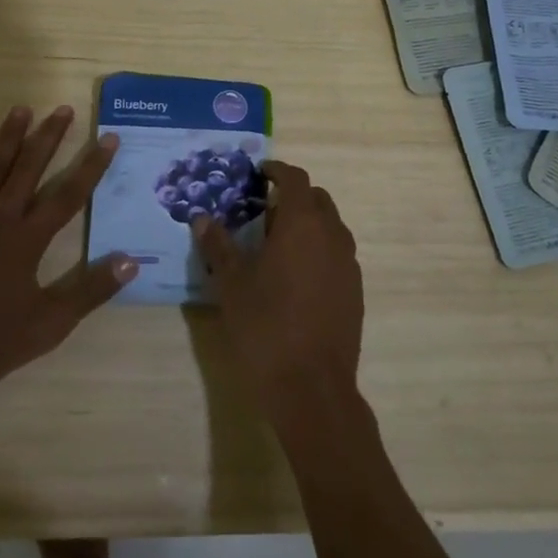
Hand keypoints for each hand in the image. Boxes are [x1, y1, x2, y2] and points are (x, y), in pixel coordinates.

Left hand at [0, 105, 137, 390]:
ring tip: (23, 109)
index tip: (108, 138)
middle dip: (49, 137)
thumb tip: (131, 261)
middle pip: (29, 168)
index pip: (69, 194)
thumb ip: (91, 290)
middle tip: (63, 109)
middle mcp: (1, 218)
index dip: (91, 165)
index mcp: (29, 239)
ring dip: (11, 137)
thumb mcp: (51, 323)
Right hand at [192, 161, 362, 420]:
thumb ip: (218, 245)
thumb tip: (202, 218)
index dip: (277, 170)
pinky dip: (318, 248)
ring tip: (276, 243)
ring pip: (330, 226)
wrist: (312, 386)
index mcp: (302, 223)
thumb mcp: (232, 283)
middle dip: (292, 196)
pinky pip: (337, 253)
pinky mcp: (355, 289)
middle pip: (316, 199)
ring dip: (307, 223)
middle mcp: (332, 235)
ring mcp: (348, 263)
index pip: (295, 178)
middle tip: (262, 210)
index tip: (259, 172)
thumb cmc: (265, 326)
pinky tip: (295, 276)